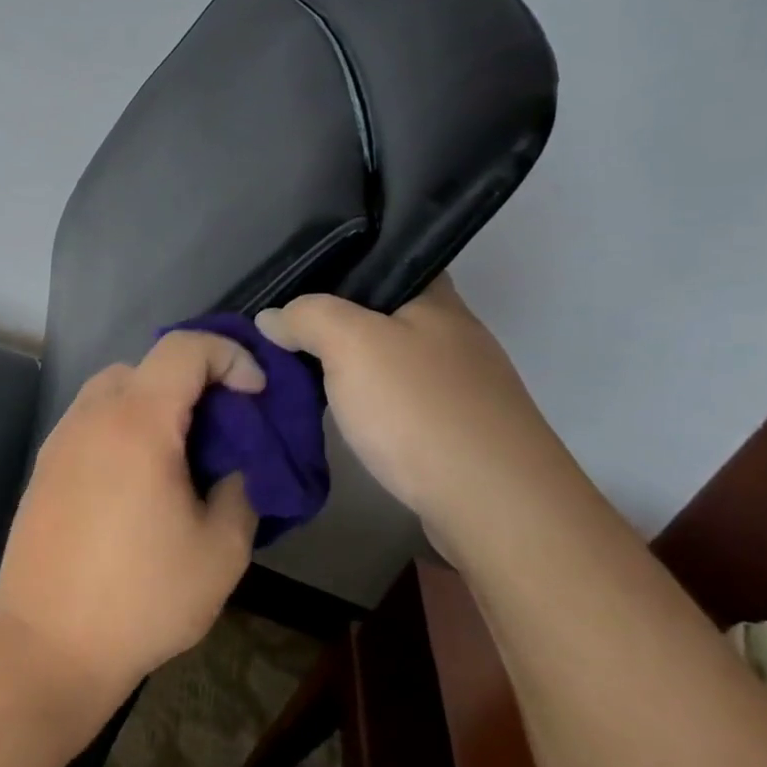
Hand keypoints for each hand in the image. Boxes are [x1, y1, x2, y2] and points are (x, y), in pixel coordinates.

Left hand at [0, 332, 263, 694]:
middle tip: (222, 431)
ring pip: (114, 390)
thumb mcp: (220, 552)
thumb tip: (234, 468)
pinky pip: (92, 420)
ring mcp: (61, 437)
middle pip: (147, 365)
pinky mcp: (45, 465)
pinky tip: (138, 480)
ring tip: (181, 455)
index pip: (184, 348)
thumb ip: (241, 491)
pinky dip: (123, 426)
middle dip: (194, 382)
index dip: (229, 356)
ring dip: (154, 403)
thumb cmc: (141, 597)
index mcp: (137, 421)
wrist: (46, 641)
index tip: (256, 395)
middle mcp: (92, 414)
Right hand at [256, 278, 589, 555]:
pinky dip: (368, 401)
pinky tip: (341, 413)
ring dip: (348, 365)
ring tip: (298, 371)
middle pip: (382, 312)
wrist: (495, 506)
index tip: (294, 282)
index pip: (386, 260)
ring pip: (388, 359)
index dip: (339, 264)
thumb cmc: (420, 408)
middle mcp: (454, 335)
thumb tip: (271, 318)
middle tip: (282, 330)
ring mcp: (460, 385)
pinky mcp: (456, 430)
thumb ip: (306, 317)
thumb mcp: (350, 344)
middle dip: (334, 320)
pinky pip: (399, 399)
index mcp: (436, 300)